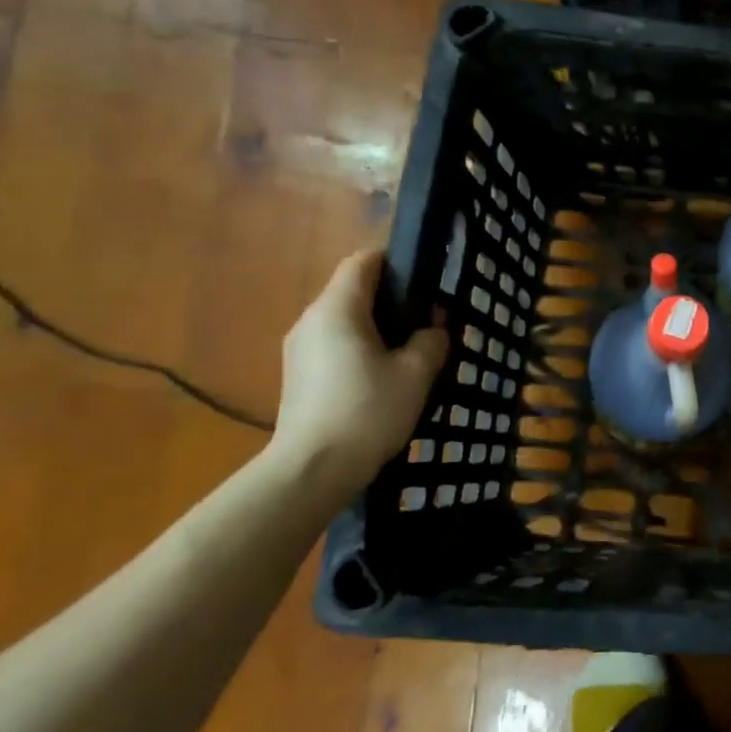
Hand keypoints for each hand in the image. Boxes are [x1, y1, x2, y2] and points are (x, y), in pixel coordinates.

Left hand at [269, 250, 447, 495]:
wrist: (313, 470)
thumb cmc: (368, 410)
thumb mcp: (416, 373)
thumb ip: (431, 340)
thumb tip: (433, 328)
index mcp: (338, 309)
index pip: (364, 261)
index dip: (395, 261)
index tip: (426, 278)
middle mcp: (311, 320)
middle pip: (353, 291)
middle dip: (392, 299)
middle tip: (429, 320)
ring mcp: (299, 349)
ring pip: (344, 321)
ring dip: (377, 327)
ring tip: (411, 352)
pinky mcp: (298, 376)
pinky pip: (334, 345)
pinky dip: (361, 349)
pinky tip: (384, 377)